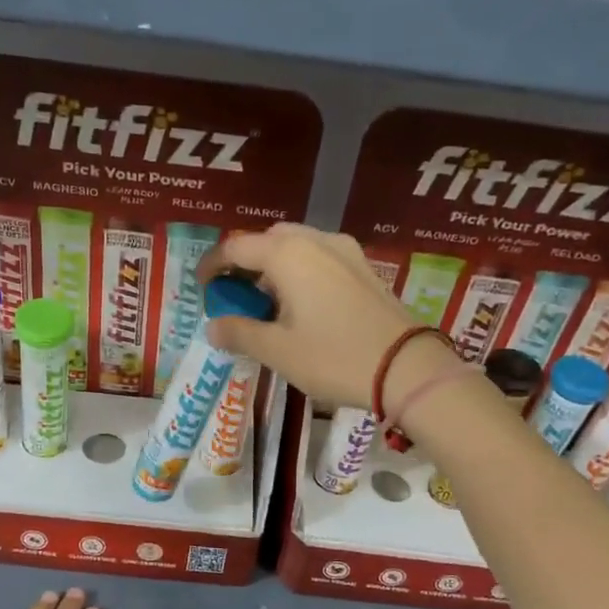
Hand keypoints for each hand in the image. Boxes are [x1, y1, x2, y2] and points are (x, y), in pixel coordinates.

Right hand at [197, 223, 461, 412]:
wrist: (407, 368)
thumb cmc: (334, 357)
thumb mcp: (278, 350)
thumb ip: (239, 333)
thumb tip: (213, 327)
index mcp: (287, 254)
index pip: (235, 247)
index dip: (212, 265)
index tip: (201, 288)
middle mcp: (315, 241)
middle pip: (267, 240)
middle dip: (245, 263)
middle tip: (235, 296)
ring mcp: (345, 252)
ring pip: (296, 247)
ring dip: (273, 267)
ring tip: (266, 303)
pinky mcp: (364, 268)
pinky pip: (320, 258)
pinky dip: (299, 272)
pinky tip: (301, 305)